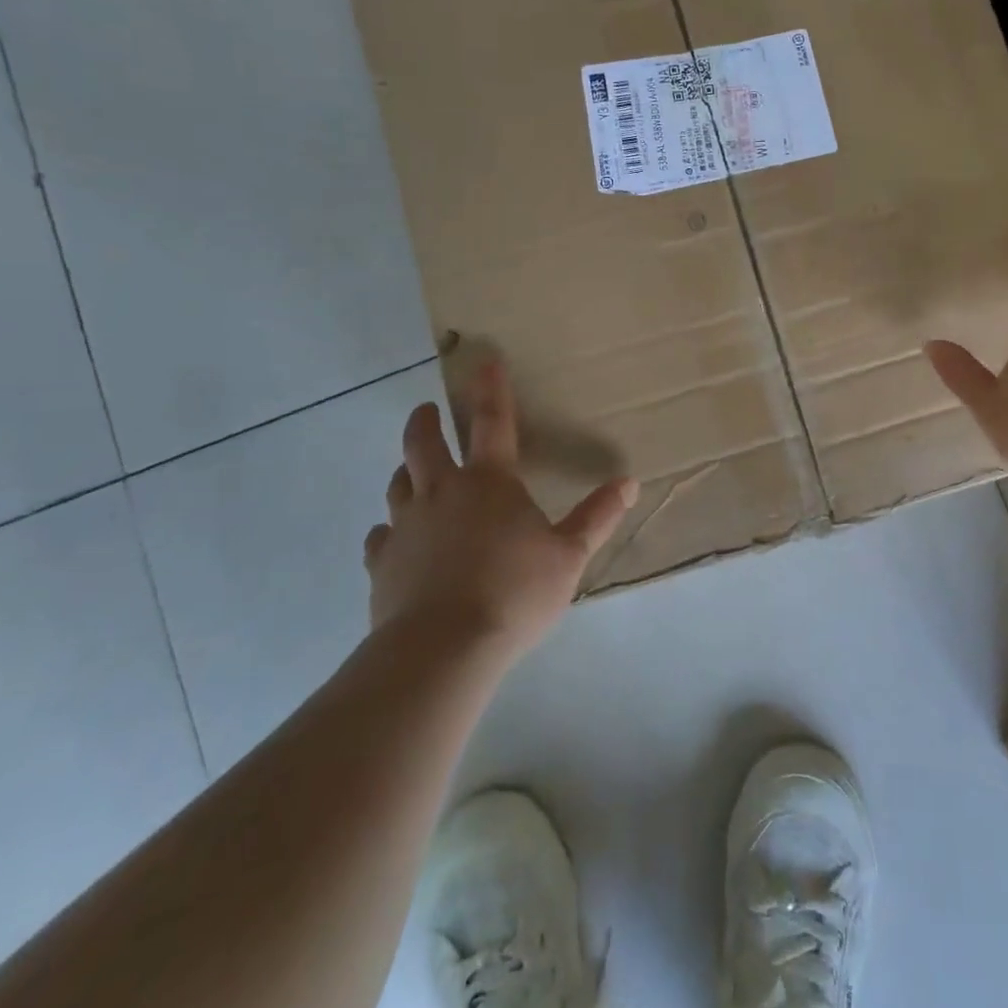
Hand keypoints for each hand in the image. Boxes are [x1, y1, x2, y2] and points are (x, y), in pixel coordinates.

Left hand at [363, 361, 638, 661]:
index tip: (484, 360)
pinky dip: (389, 531)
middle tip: (427, 412)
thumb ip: (596, 517)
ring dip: (406, 470)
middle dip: (425, 421)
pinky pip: (380, 537)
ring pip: (397, 484)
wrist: (443, 648)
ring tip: (412, 471)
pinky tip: (393, 541)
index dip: (491, 388)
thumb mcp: (568, 556)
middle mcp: (442, 492)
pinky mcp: (382, 564)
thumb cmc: (514, 592)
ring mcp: (406, 526)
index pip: (493, 422)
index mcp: (489, 482)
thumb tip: (628, 482)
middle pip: (423, 443)